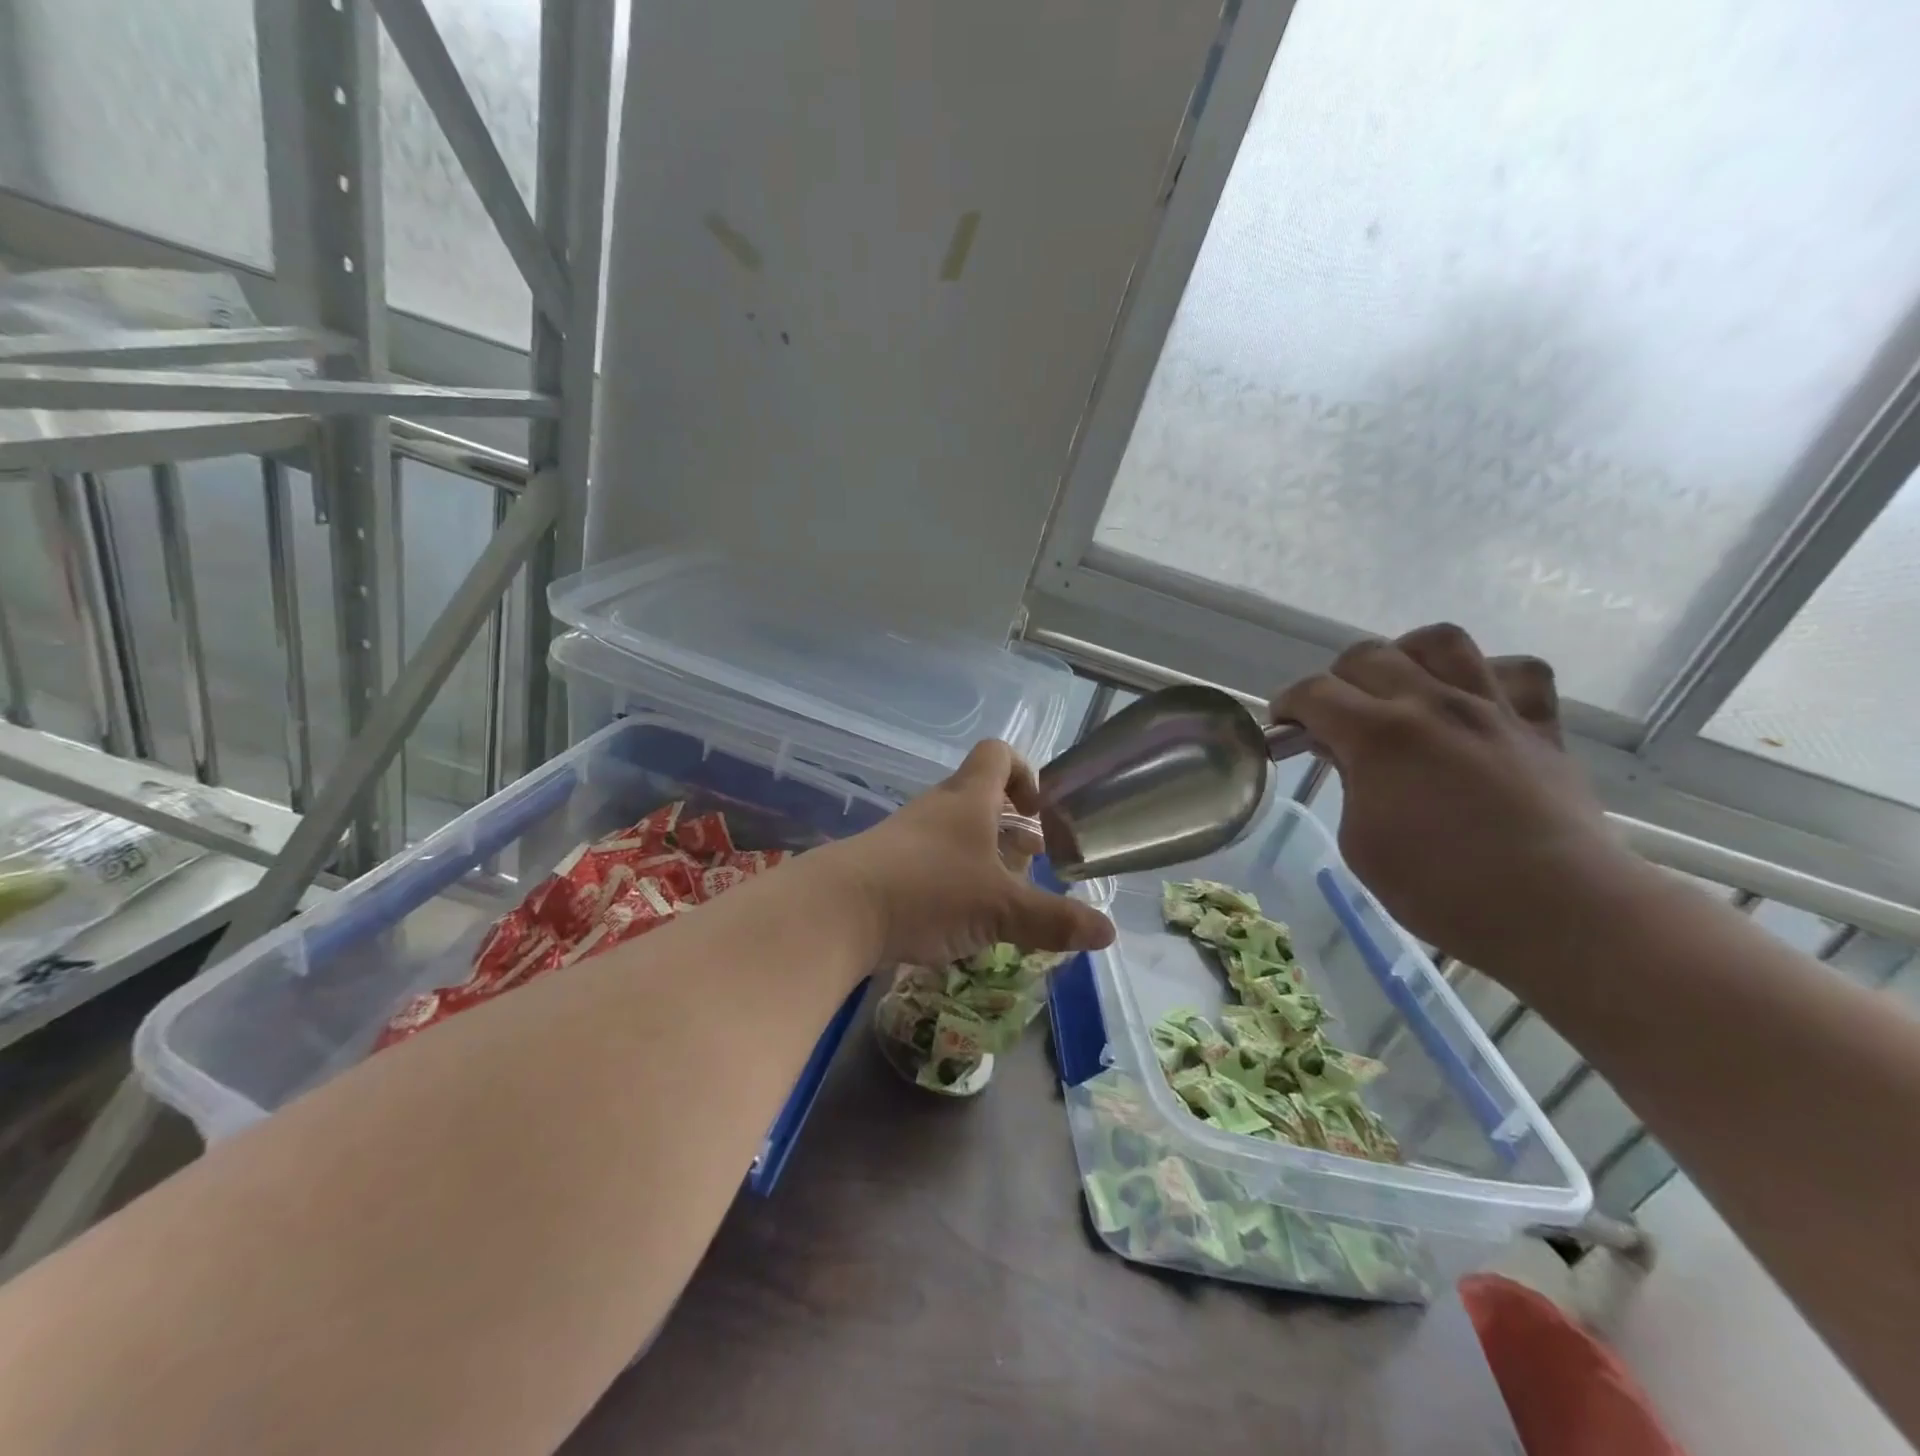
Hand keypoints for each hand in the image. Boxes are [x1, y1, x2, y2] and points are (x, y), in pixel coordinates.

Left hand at [822, 740, 1115, 967]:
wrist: (837, 911)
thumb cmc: (929, 891)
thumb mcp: (1001, 909)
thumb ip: (1054, 920)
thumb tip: (1108, 933)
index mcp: (968, 799)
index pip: (998, 755)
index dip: (1024, 773)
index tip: (1036, 811)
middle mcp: (937, 808)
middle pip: (978, 797)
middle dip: (1008, 827)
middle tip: (1028, 864)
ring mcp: (906, 835)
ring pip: (953, 833)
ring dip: (980, 857)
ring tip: (999, 899)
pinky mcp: (884, 865)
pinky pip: (928, 861)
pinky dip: (950, 880)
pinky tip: (956, 920)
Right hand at [1273, 624, 1636, 970]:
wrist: (1558, 910)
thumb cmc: (1441, 889)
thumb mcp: (1361, 843)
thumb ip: (1350, 785)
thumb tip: (1349, 753)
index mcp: (1379, 736)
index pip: (1314, 693)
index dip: (1288, 705)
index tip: (1284, 727)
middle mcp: (1432, 705)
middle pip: (1368, 655)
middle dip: (1337, 680)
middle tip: (1336, 717)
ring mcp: (1491, 709)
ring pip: (1441, 642)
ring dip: (1407, 657)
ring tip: (1401, 689)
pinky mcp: (1539, 726)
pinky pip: (1519, 672)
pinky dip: (1490, 677)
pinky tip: (1474, 703)